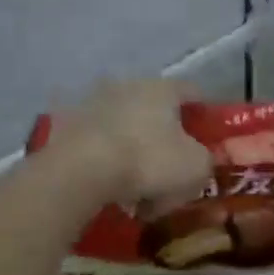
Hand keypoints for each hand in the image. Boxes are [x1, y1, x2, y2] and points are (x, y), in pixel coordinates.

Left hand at [51, 79, 211, 208]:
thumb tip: (197, 161)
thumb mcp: (196, 167)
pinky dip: (108, 162)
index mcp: (162, 88)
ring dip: (134, 152)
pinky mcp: (66, 125)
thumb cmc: (149, 161)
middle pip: (156, 112)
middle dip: (165, 139)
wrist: (82, 171)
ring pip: (125, 129)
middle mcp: (127, 85)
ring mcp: (93, 103)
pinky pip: (99, 145)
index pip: (192, 92)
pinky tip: (111, 187)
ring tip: (137, 189)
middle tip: (171, 171)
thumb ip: (205, 160)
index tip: (207, 137)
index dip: (203, 114)